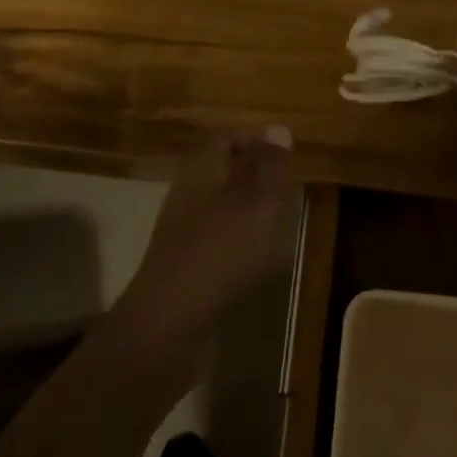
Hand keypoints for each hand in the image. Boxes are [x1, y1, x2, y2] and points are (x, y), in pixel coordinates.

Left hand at [117, 128, 298, 349]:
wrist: (168, 326)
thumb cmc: (220, 253)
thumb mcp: (258, 204)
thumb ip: (271, 167)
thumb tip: (279, 130)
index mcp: (201, 170)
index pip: (227, 139)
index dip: (256, 140)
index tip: (286, 150)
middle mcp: (187, 195)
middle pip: (223, 173)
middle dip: (256, 176)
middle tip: (288, 187)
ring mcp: (182, 234)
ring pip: (221, 210)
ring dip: (251, 213)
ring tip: (282, 225)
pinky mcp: (184, 269)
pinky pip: (218, 244)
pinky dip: (241, 246)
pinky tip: (262, 265)